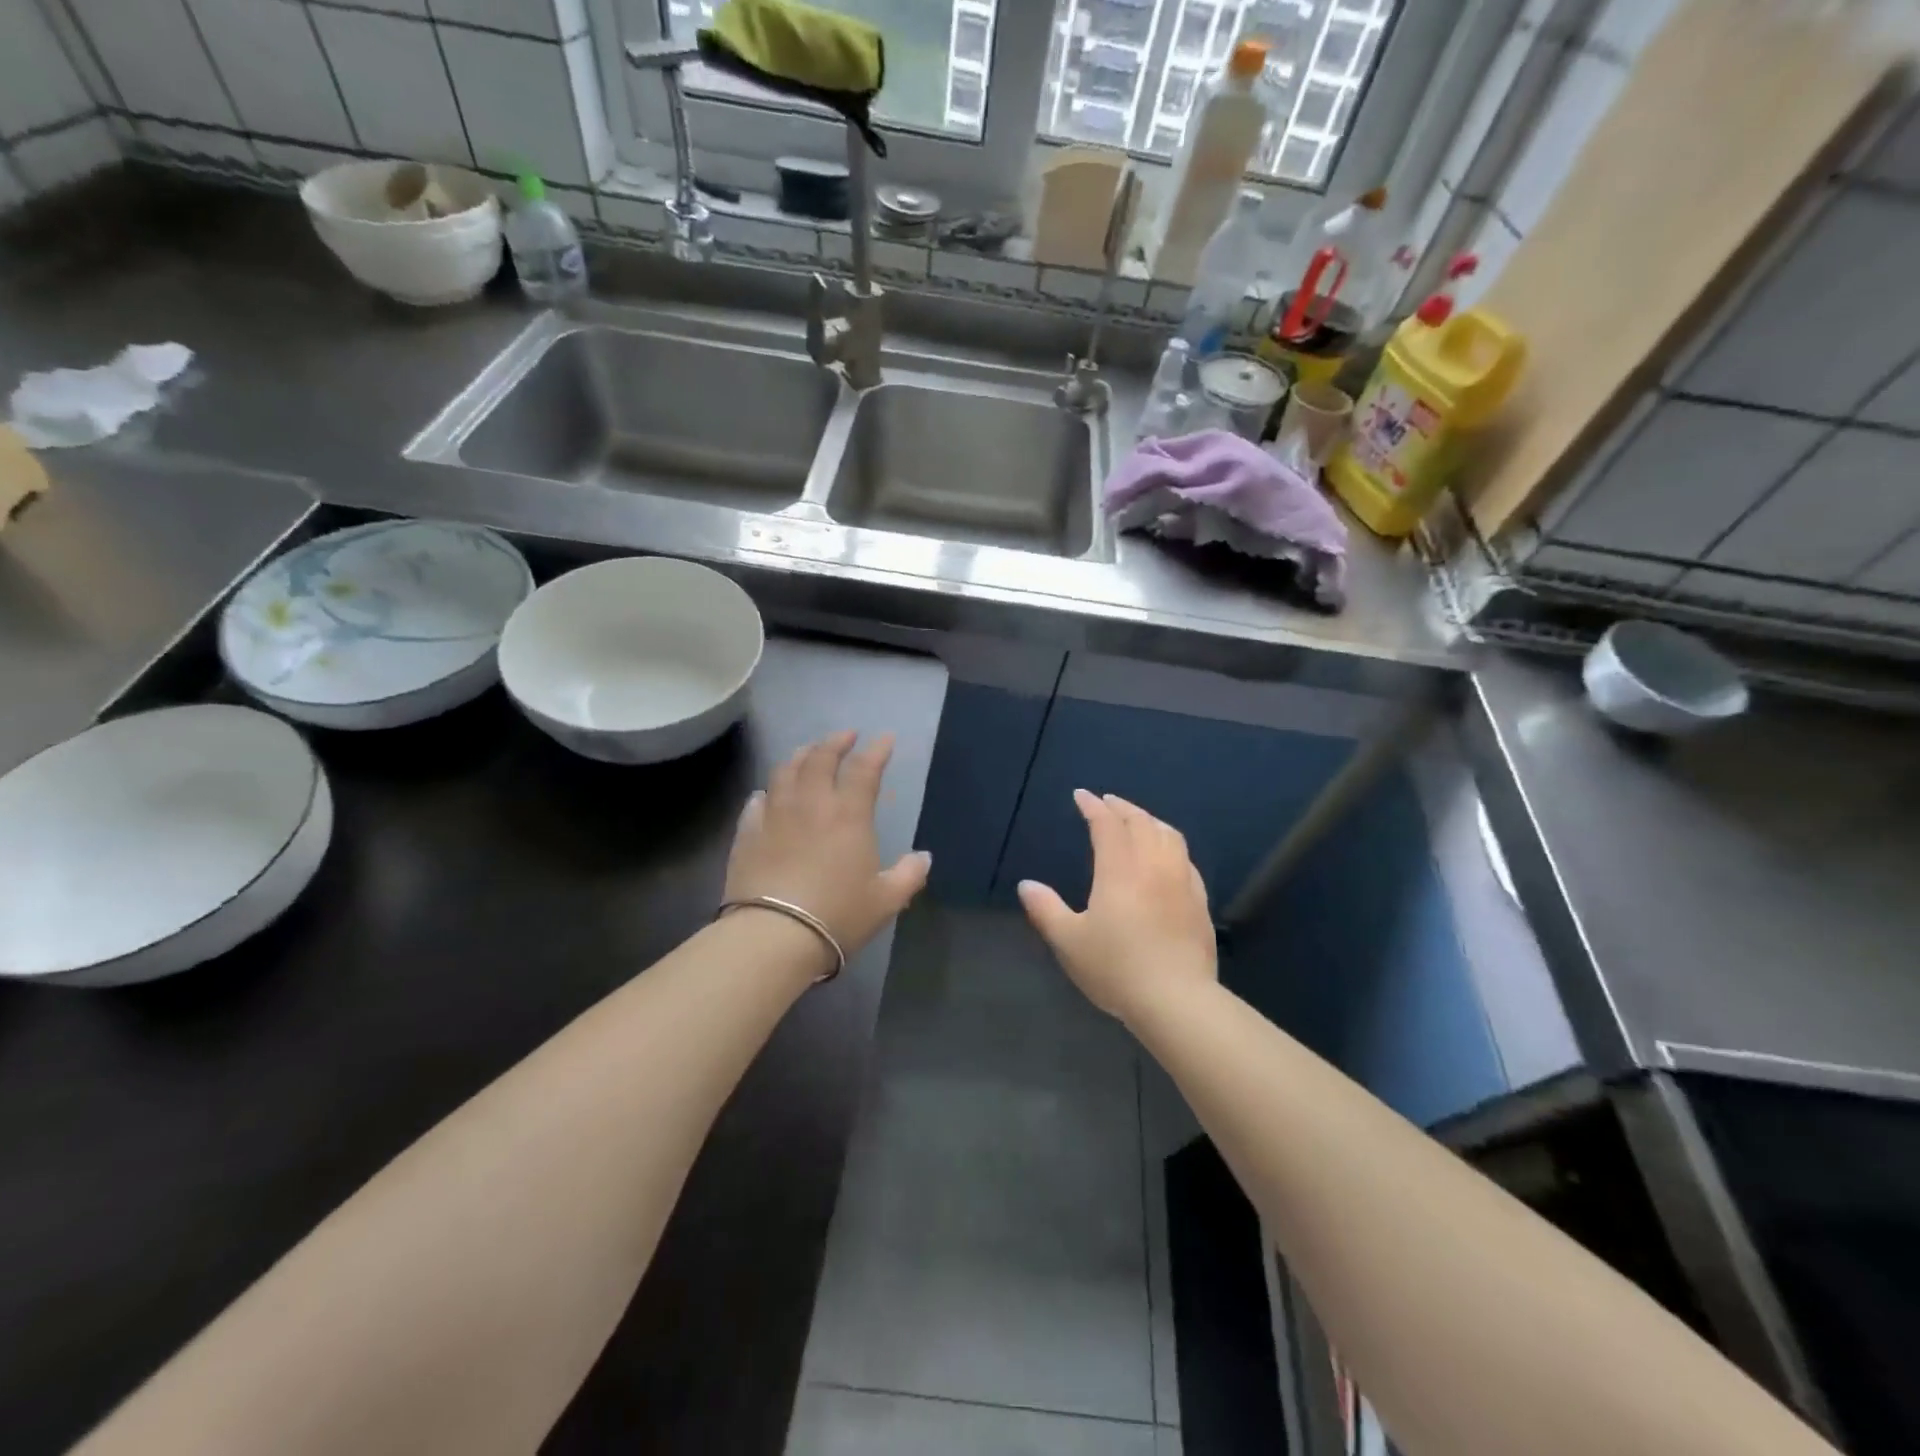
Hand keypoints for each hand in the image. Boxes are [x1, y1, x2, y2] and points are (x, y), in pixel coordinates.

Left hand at [724, 730, 930, 962]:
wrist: (773, 936)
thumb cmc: (837, 915)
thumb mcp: (885, 901)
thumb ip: (908, 875)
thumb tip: (924, 857)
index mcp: (848, 814)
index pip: (864, 769)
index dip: (877, 750)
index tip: (885, 738)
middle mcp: (810, 804)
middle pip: (820, 758)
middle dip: (835, 742)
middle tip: (846, 735)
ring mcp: (775, 815)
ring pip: (785, 771)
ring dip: (800, 755)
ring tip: (808, 751)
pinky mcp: (747, 833)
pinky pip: (757, 801)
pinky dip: (768, 791)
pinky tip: (769, 793)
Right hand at [1018, 790, 1216, 1022]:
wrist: (1177, 1000)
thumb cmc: (1116, 968)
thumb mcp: (1069, 941)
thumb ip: (1046, 909)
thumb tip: (1026, 885)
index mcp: (1120, 869)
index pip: (1107, 824)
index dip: (1093, 806)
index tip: (1081, 796)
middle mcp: (1153, 865)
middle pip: (1141, 823)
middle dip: (1122, 807)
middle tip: (1108, 802)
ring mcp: (1181, 882)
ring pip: (1169, 836)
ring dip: (1150, 821)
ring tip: (1139, 820)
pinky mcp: (1199, 902)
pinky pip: (1186, 859)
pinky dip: (1171, 845)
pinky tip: (1168, 857)